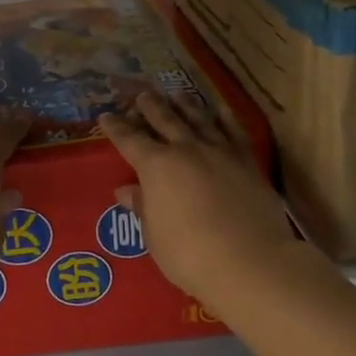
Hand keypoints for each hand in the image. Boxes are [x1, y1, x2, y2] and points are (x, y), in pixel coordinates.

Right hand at [99, 92, 298, 303]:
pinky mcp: (247, 162)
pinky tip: (221, 110)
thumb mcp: (154, 235)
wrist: (249, 261)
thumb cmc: (189, 254)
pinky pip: (234, 132)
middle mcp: (186, 150)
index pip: (129, 140)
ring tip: (177, 94)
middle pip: (164, 120)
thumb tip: (126, 190)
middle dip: (150, 107)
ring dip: (185, 105)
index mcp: (156, 167)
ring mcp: (219, 152)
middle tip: (142, 95)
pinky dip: (226, 118)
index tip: (106, 116)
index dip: (116, 128)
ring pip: (199, 119)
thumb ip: (142, 208)